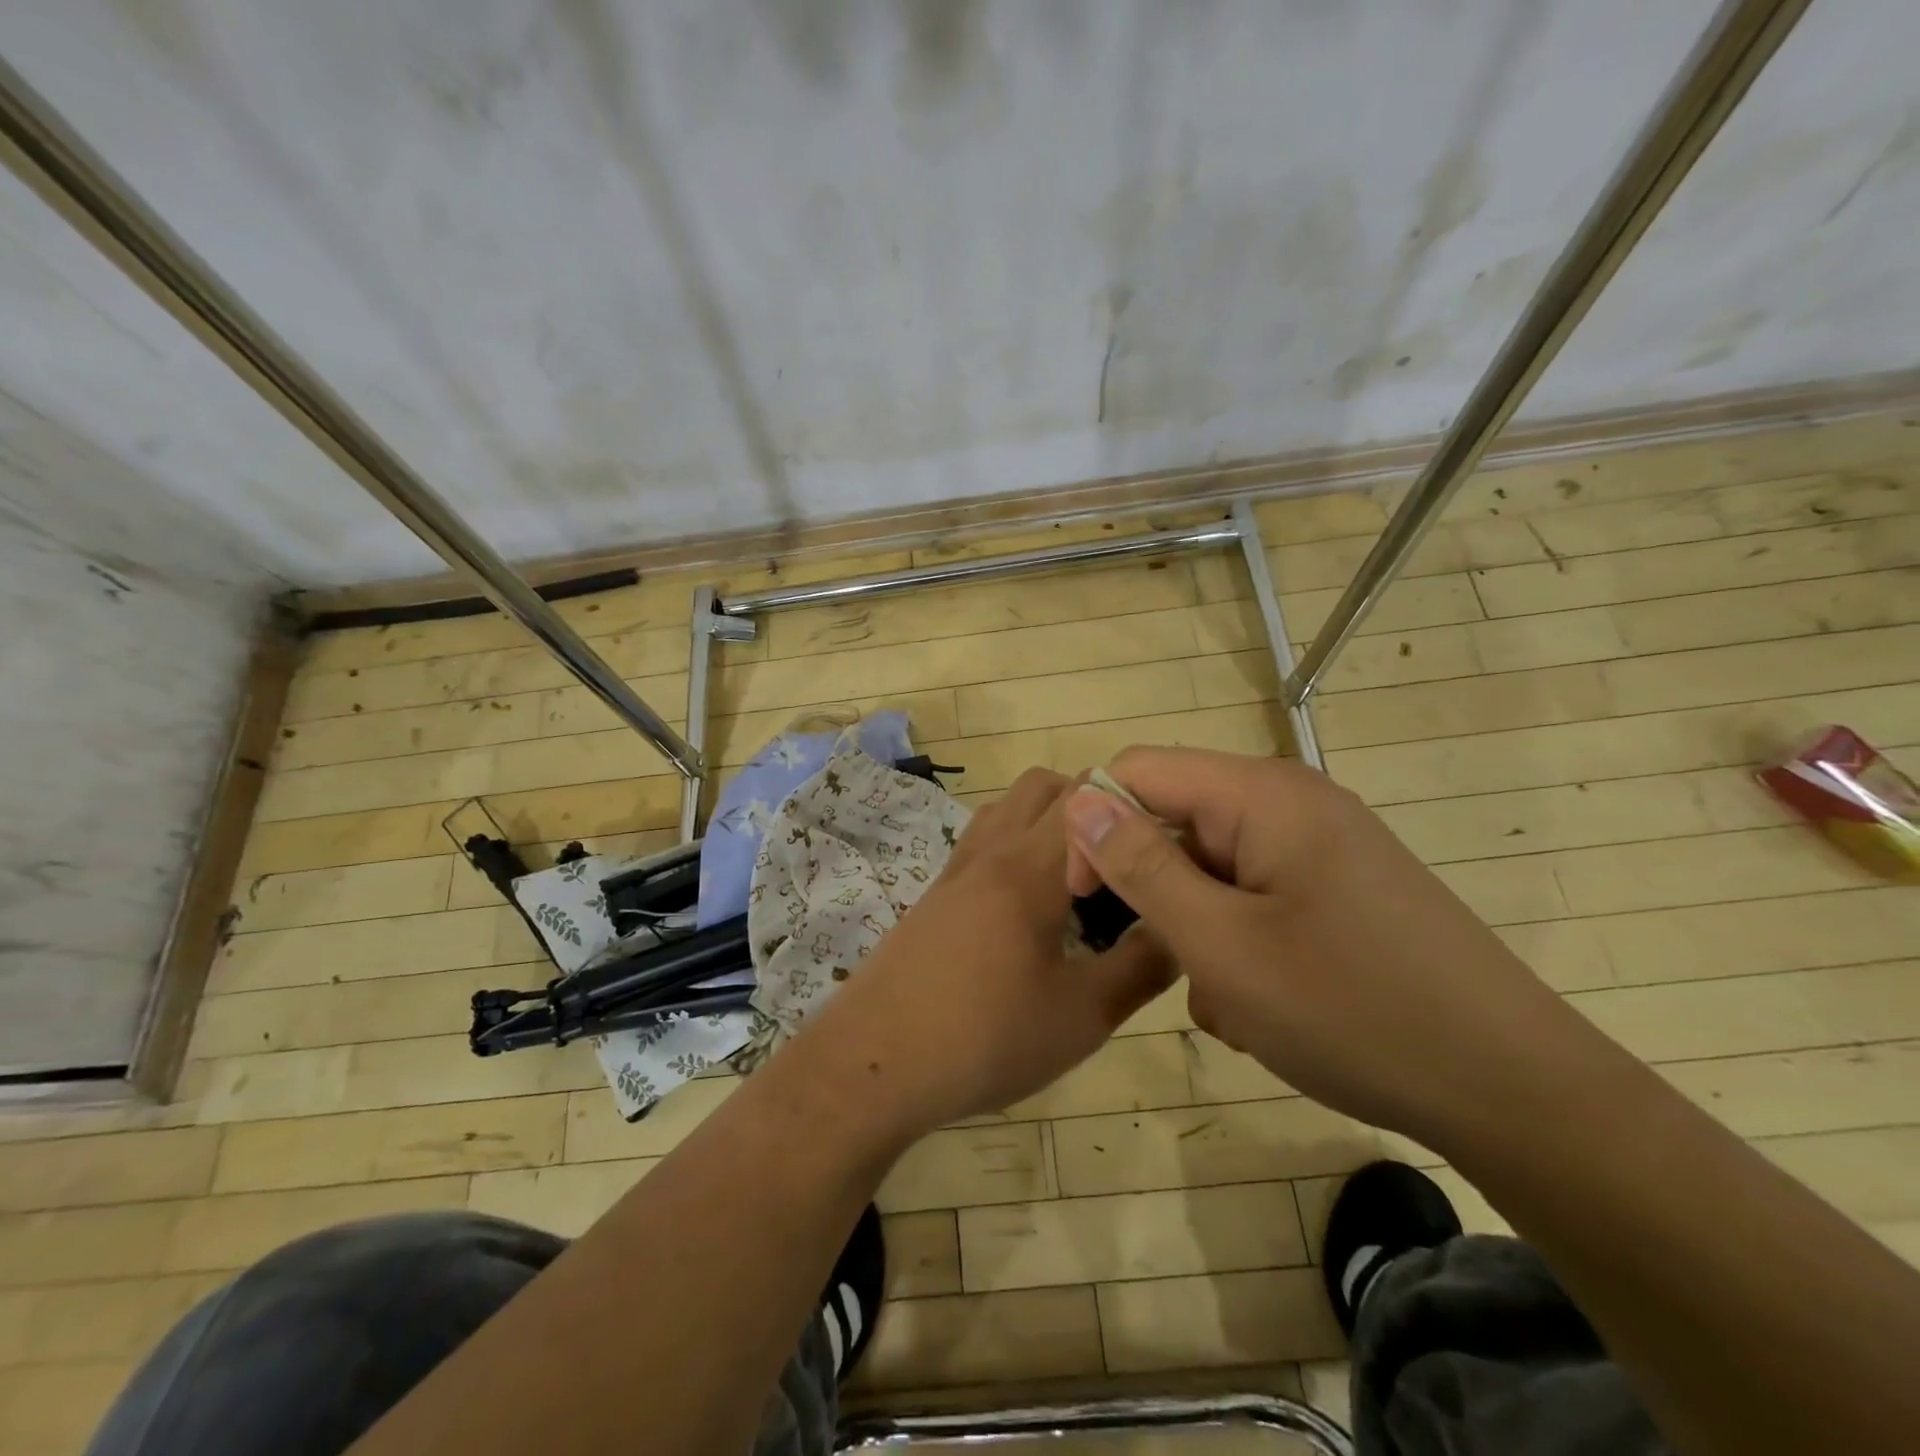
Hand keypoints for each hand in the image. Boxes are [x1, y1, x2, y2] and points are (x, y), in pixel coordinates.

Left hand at [802, 768, 1173, 1139]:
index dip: (1132, 804)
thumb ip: (1141, 968)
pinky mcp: (934, 897)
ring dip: (1046, 821)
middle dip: (1091, 804)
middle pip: (1043, 786)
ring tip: (1077, 879)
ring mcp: (955, 871)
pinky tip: (1028, 909)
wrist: (874, 1065)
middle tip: (1123, 861)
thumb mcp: (1082, 1016)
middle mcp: (990, 851)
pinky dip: (1014, 846)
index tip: (1163, 844)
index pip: (1087, 794)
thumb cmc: (985, 1038)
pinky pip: (982, 842)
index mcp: (1029, 867)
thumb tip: (1183, 929)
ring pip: (1006, 809)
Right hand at [1062, 747, 1594, 1145]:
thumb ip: (1140, 866)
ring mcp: (1321, 847)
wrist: (1516, 1092)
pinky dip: (1239, 945)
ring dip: (1198, 931)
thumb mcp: (1221, 945)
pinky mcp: (1338, 890)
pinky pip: (1254, 898)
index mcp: (1262, 794)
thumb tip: (1080, 799)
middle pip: (1178, 821)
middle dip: (1157, 892)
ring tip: (1230, 1001)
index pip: (1139, 770)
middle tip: (1172, 966)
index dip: (1094, 825)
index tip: (1082, 899)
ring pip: (1212, 870)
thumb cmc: (1353, 1012)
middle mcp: (1291, 803)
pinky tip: (1263, 1007)